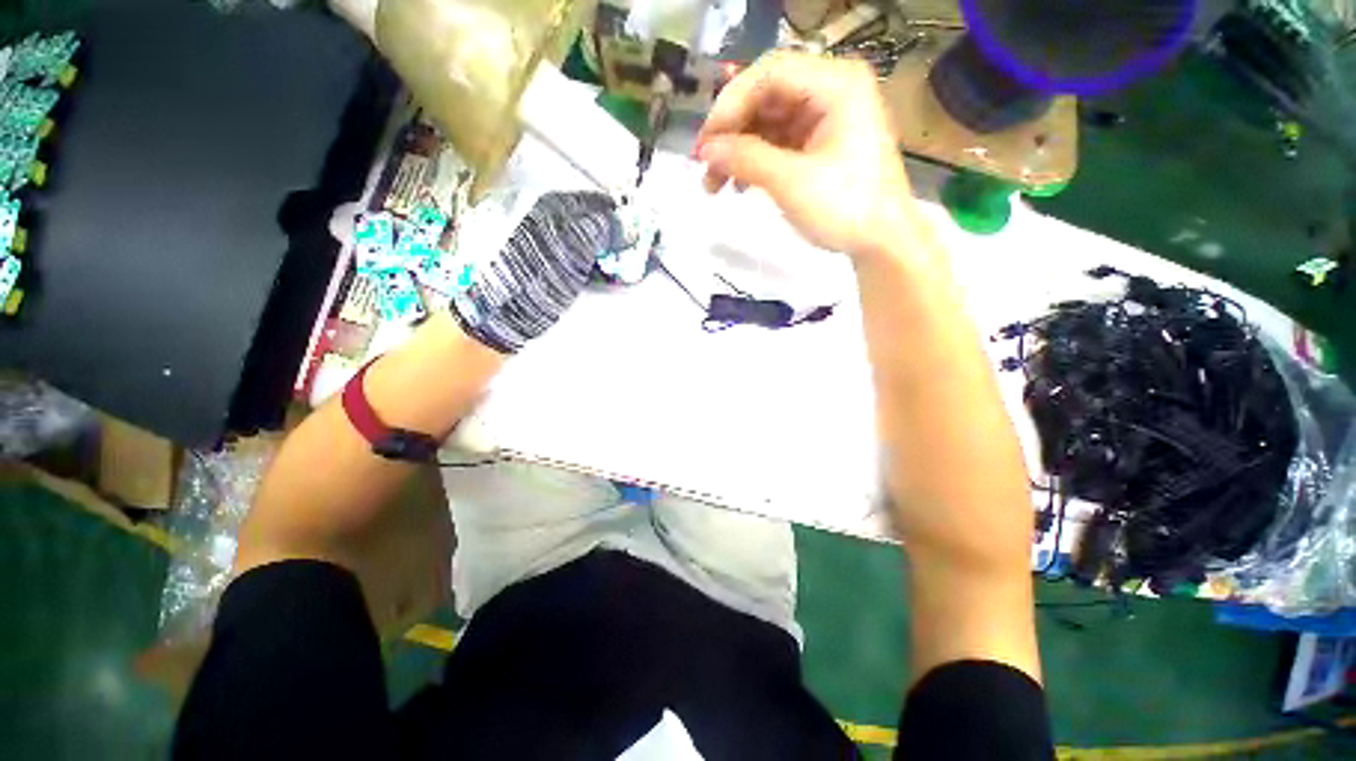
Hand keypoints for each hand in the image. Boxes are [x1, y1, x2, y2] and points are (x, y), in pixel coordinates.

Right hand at [696, 52, 915, 261]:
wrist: (881, 243)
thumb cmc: (845, 208)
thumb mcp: (791, 182)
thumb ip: (746, 159)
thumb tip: (705, 150)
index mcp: (835, 84)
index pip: (769, 73)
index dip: (730, 104)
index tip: (705, 143)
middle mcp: (829, 91)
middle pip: (765, 96)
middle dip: (731, 132)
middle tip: (703, 165)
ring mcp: (824, 119)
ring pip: (767, 122)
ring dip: (737, 150)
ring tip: (713, 185)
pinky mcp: (818, 145)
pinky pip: (777, 142)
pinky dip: (754, 161)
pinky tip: (737, 184)